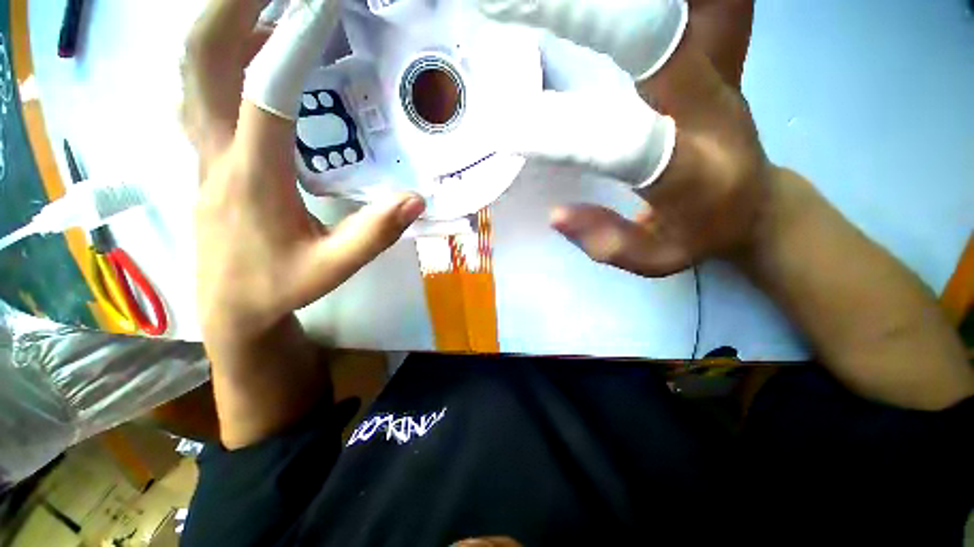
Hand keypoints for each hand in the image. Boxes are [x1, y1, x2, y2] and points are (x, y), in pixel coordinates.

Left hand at [183, 0, 424, 339]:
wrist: (231, 306)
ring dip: (227, 26)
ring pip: (195, 69)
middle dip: (232, 8)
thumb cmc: (279, 287)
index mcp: (253, 179)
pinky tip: (256, 54)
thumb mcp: (334, 267)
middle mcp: (218, 152)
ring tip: (273, 10)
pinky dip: (225, 56)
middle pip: (201, 59)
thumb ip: (374, 234)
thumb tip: (415, 199)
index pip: (265, 95)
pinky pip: (203, 90)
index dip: (293, 44)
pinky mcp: (207, 157)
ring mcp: (205, 151)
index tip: (322, 7)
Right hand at [479, 0, 768, 275]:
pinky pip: (710, 2)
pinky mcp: (721, 51)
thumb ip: (606, 242)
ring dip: (627, 4)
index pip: (627, 147)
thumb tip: (555, 215)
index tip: (507, 130)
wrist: (756, 202)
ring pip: (693, 8)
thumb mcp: (655, 260)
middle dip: (586, 19)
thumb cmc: (699, 234)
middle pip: (655, 42)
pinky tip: (629, 4)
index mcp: (694, 174)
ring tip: (547, 4)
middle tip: (506, 12)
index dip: (566, 137)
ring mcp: (720, 69)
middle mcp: (709, 108)